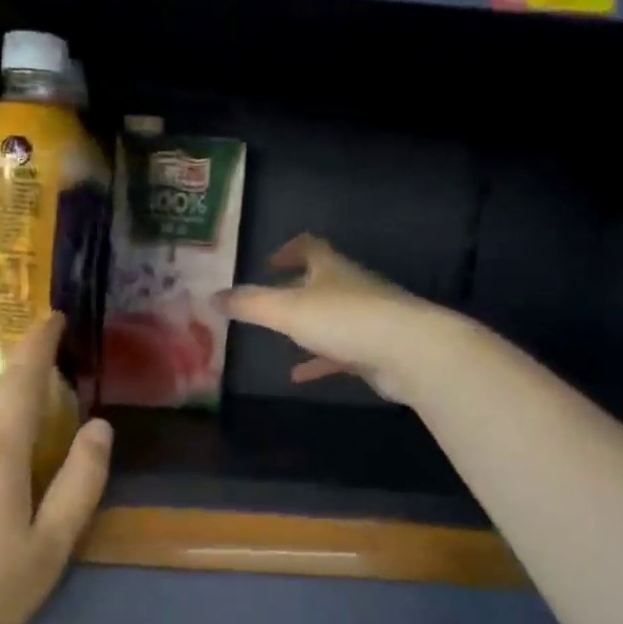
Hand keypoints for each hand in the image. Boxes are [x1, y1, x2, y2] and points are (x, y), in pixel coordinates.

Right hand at [225, 234, 446, 402]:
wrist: (409, 351)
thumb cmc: (345, 319)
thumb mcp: (287, 310)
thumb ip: (250, 303)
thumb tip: (213, 297)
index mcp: (331, 268)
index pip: (310, 246)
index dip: (288, 250)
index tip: (269, 262)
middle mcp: (351, 287)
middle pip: (322, 281)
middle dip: (296, 289)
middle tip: (269, 301)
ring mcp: (367, 318)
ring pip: (331, 318)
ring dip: (307, 327)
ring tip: (279, 340)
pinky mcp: (375, 349)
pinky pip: (340, 352)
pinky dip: (318, 360)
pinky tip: (298, 377)